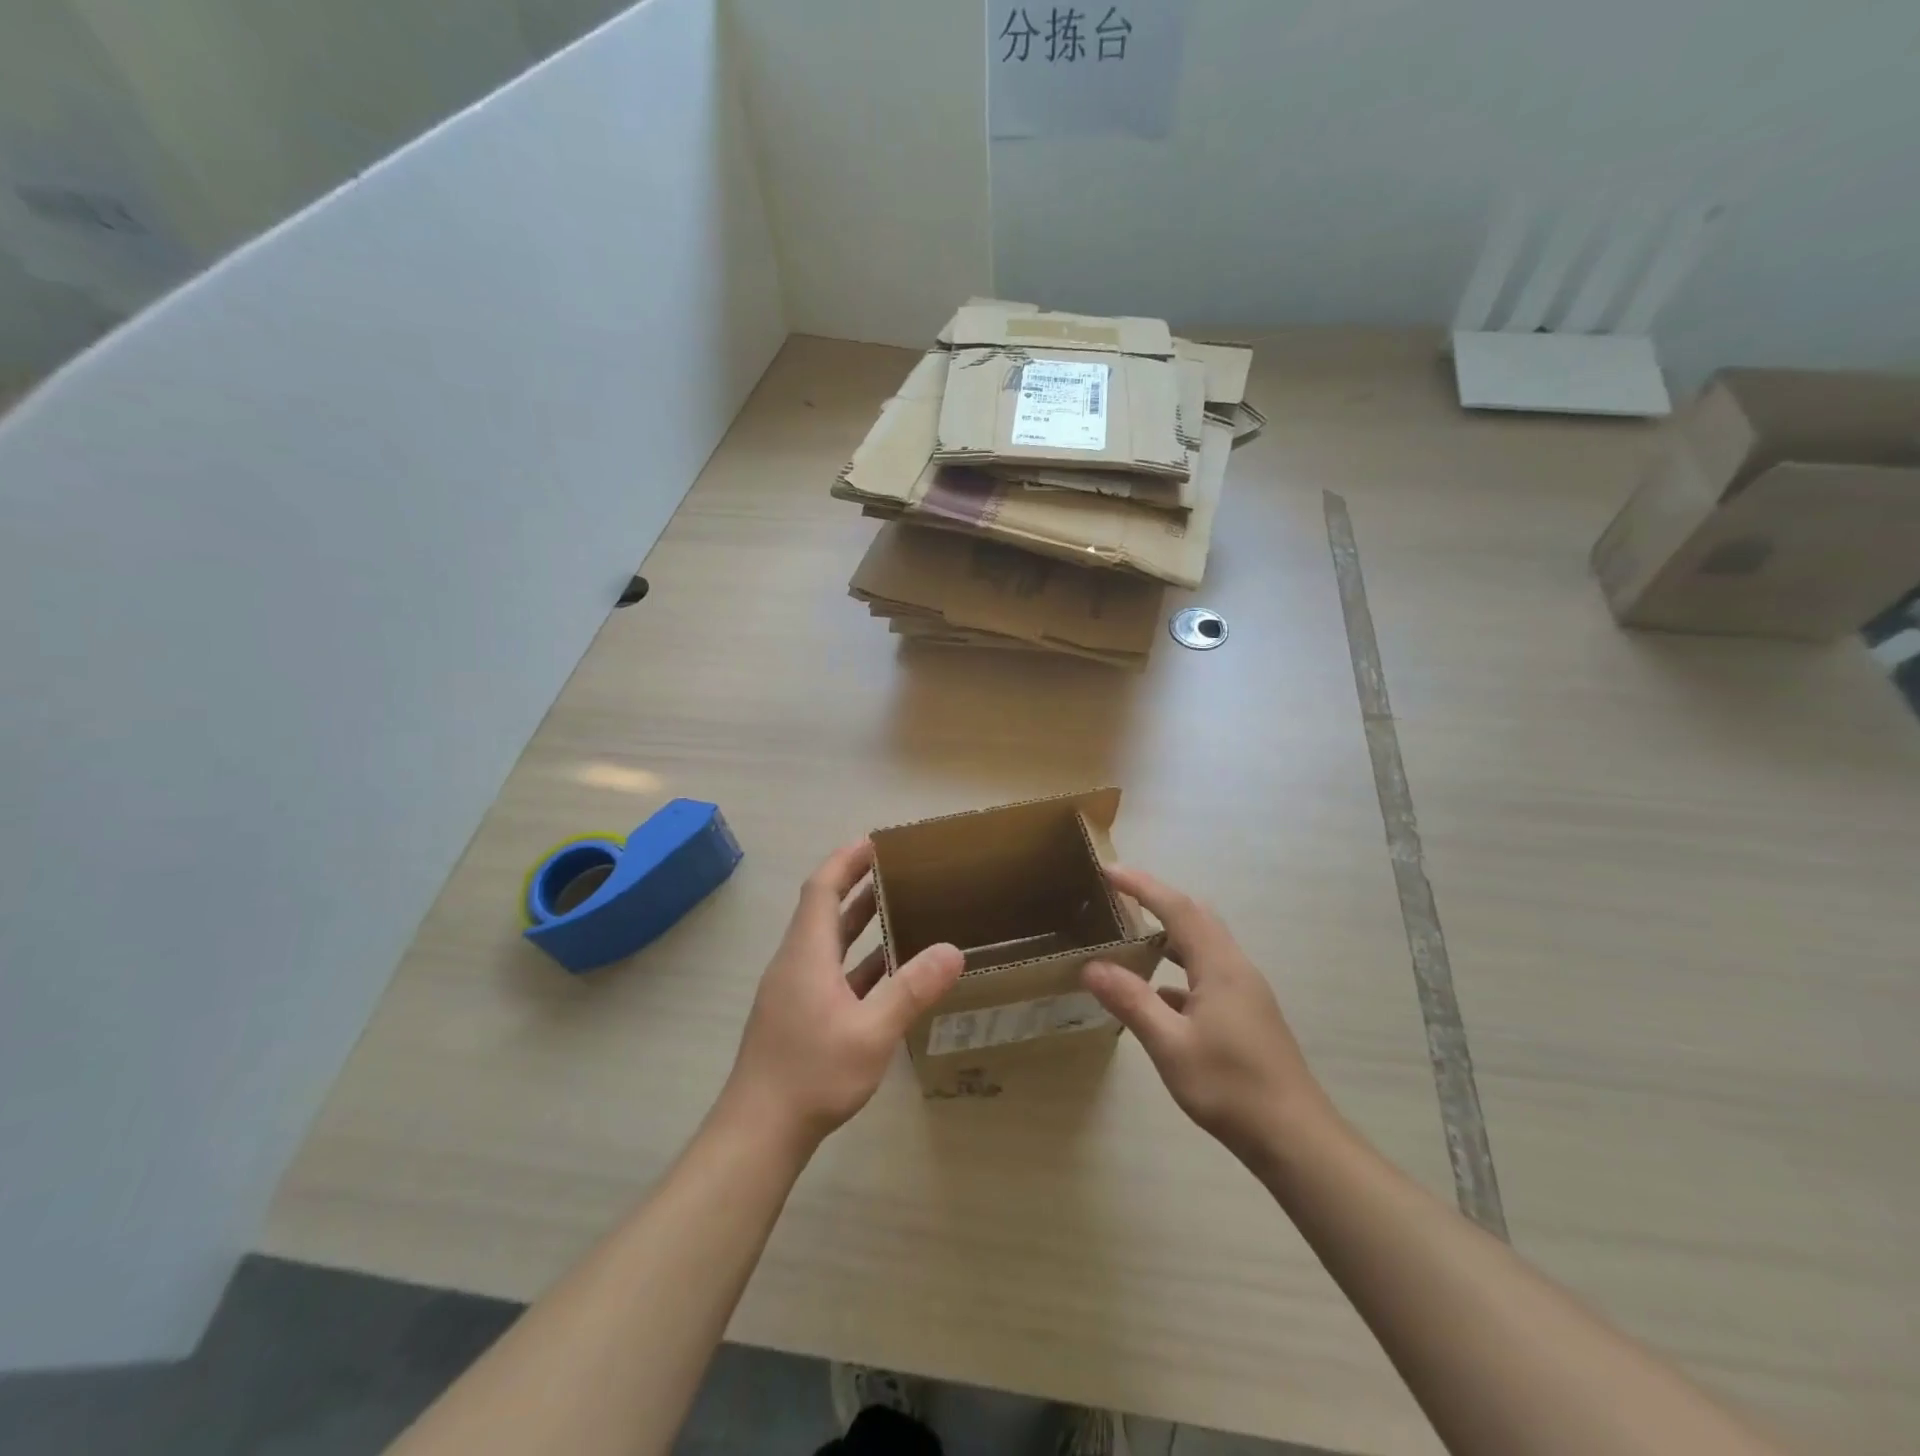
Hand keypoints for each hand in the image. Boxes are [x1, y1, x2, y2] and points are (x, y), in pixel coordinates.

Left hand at [722, 841, 963, 1149]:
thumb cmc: (812, 1074)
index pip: (822, 888)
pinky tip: (886, 972)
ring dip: (858, 922)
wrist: (758, 1133)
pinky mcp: (797, 1016)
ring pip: (828, 943)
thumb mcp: (871, 1033)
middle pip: (824, 909)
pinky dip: (857, 960)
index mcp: (806, 954)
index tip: (875, 841)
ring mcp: (794, 991)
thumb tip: (953, 949)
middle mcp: (796, 963)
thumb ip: (911, 989)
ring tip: (898, 908)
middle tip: (896, 869)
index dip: (846, 860)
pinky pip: (830, 971)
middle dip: (857, 884)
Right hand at [1081, 865, 1332, 1161]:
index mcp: (1220, 966)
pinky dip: (1179, 967)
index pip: (1178, 908)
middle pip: (1196, 917)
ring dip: (1169, 932)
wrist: (1295, 1139)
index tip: (1108, 870)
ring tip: (1132, 934)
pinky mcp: (1246, 1014)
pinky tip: (1157, 993)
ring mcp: (1245, 991)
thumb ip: (1132, 1001)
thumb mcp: (1171, 1045)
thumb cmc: (1231, 1087)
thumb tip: (1092, 967)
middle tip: (1118, 895)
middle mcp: (1236, 968)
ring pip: (1204, 944)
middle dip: (1157, 899)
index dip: (1142, 885)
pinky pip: (1207, 972)